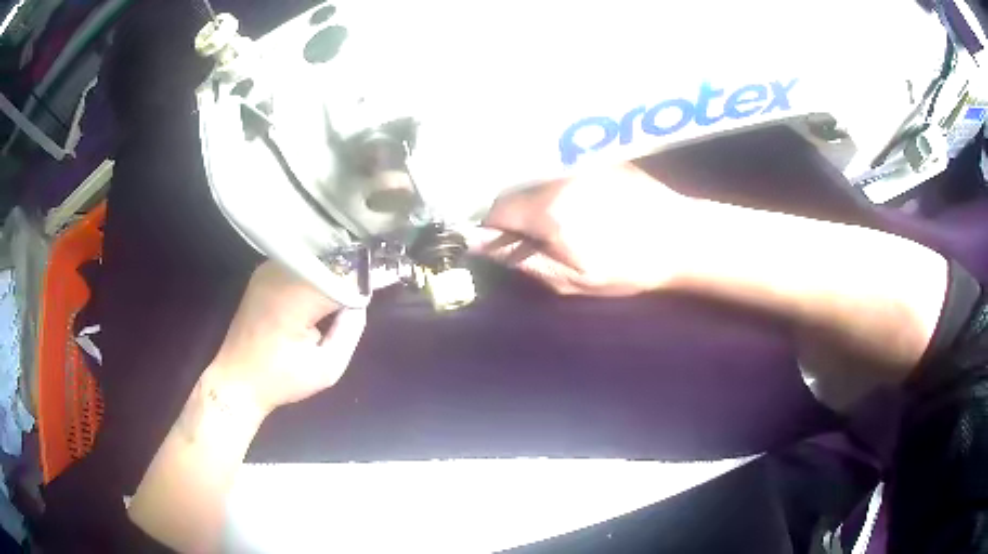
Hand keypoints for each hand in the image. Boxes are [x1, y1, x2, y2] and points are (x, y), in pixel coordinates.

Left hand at [209, 261, 367, 414]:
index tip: (377, 289)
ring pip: (315, 257)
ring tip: (337, 298)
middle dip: (348, 274)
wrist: (237, 379)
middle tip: (358, 297)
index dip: (362, 283)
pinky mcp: (263, 272)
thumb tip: (359, 302)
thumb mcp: (328, 368)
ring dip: (331, 273)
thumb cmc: (281, 379)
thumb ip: (350, 331)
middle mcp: (280, 272)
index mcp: (295, 296)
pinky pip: (300, 263)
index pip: (342, 275)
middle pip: (329, 259)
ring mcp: (269, 268)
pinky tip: (316, 295)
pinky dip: (314, 273)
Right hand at [472, 163, 698, 295]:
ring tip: (557, 218)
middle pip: (514, 188)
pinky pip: (559, 167)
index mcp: (549, 209)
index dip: (494, 228)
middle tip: (533, 235)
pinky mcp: (596, 156)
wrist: (681, 237)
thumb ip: (523, 260)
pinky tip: (578, 200)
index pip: (497, 209)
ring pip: (536, 176)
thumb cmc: (628, 266)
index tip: (504, 243)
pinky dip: (555, 182)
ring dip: (534, 195)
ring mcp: (578, 161)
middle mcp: (558, 175)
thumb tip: (481, 244)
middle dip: (514, 211)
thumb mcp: (573, 279)